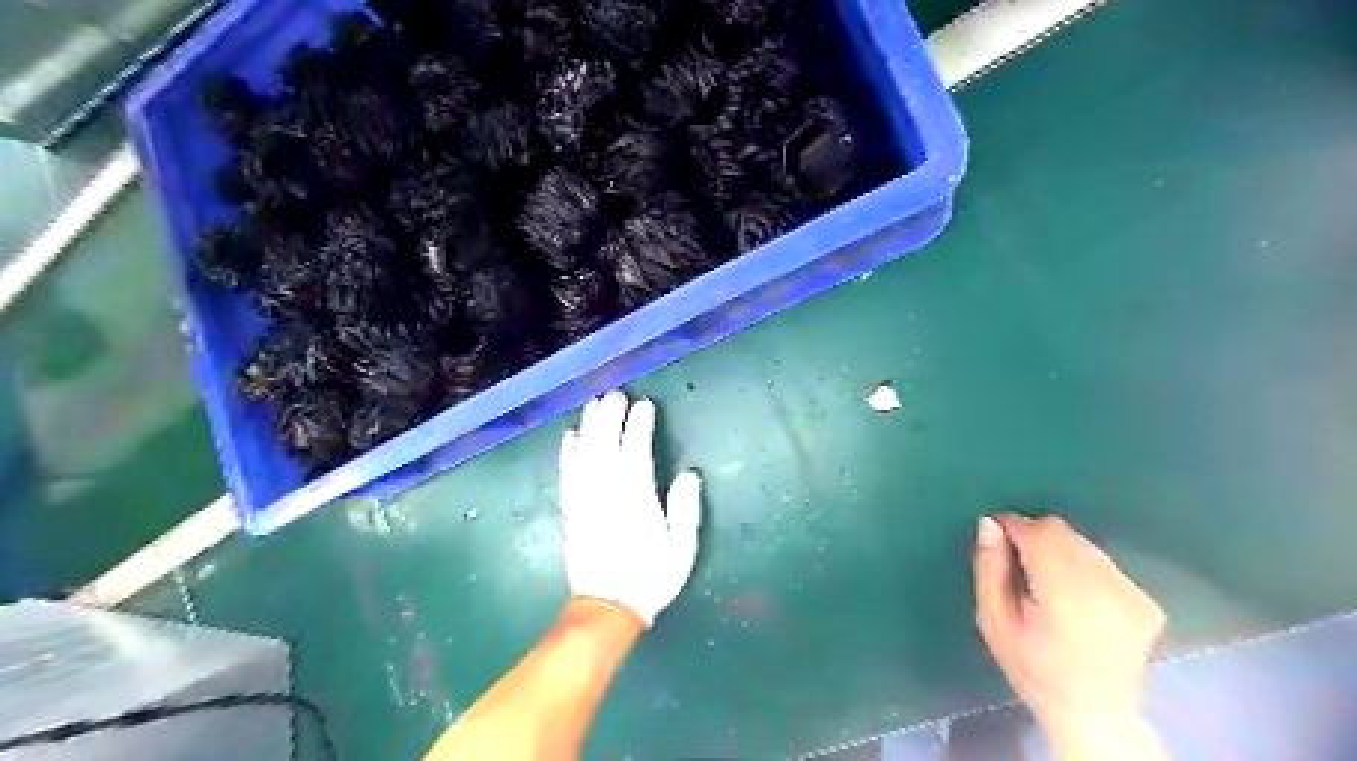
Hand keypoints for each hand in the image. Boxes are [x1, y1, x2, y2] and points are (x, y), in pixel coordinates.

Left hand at [556, 390, 697, 626]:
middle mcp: (607, 493)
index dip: (638, 426)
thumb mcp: (681, 549)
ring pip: (585, 455)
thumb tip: (689, 474)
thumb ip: (685, 510)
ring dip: (589, 427)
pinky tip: (570, 436)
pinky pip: (567, 475)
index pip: (635, 452)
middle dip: (611, 417)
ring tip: (594, 404)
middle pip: (606, 446)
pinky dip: (568, 453)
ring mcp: (585, 500)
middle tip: (616, 395)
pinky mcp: (571, 510)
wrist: (608, 607)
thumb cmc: (650, 578)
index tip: (644, 406)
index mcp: (636, 499)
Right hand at [977, 513, 1165, 758]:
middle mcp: (1105, 586)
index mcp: (1064, 593)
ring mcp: (1131, 593)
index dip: (1011, 526)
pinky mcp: (1145, 601)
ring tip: (1047, 587)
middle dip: (1033, 537)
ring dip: (1058, 552)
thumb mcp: (993, 621)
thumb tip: (989, 525)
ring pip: (1082, 544)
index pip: (1036, 532)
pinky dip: (1082, 569)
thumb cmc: (1032, 669)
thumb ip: (989, 569)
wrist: (1094, 716)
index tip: (995, 537)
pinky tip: (1076, 601)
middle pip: (1060, 532)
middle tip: (1017, 567)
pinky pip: (1102, 563)